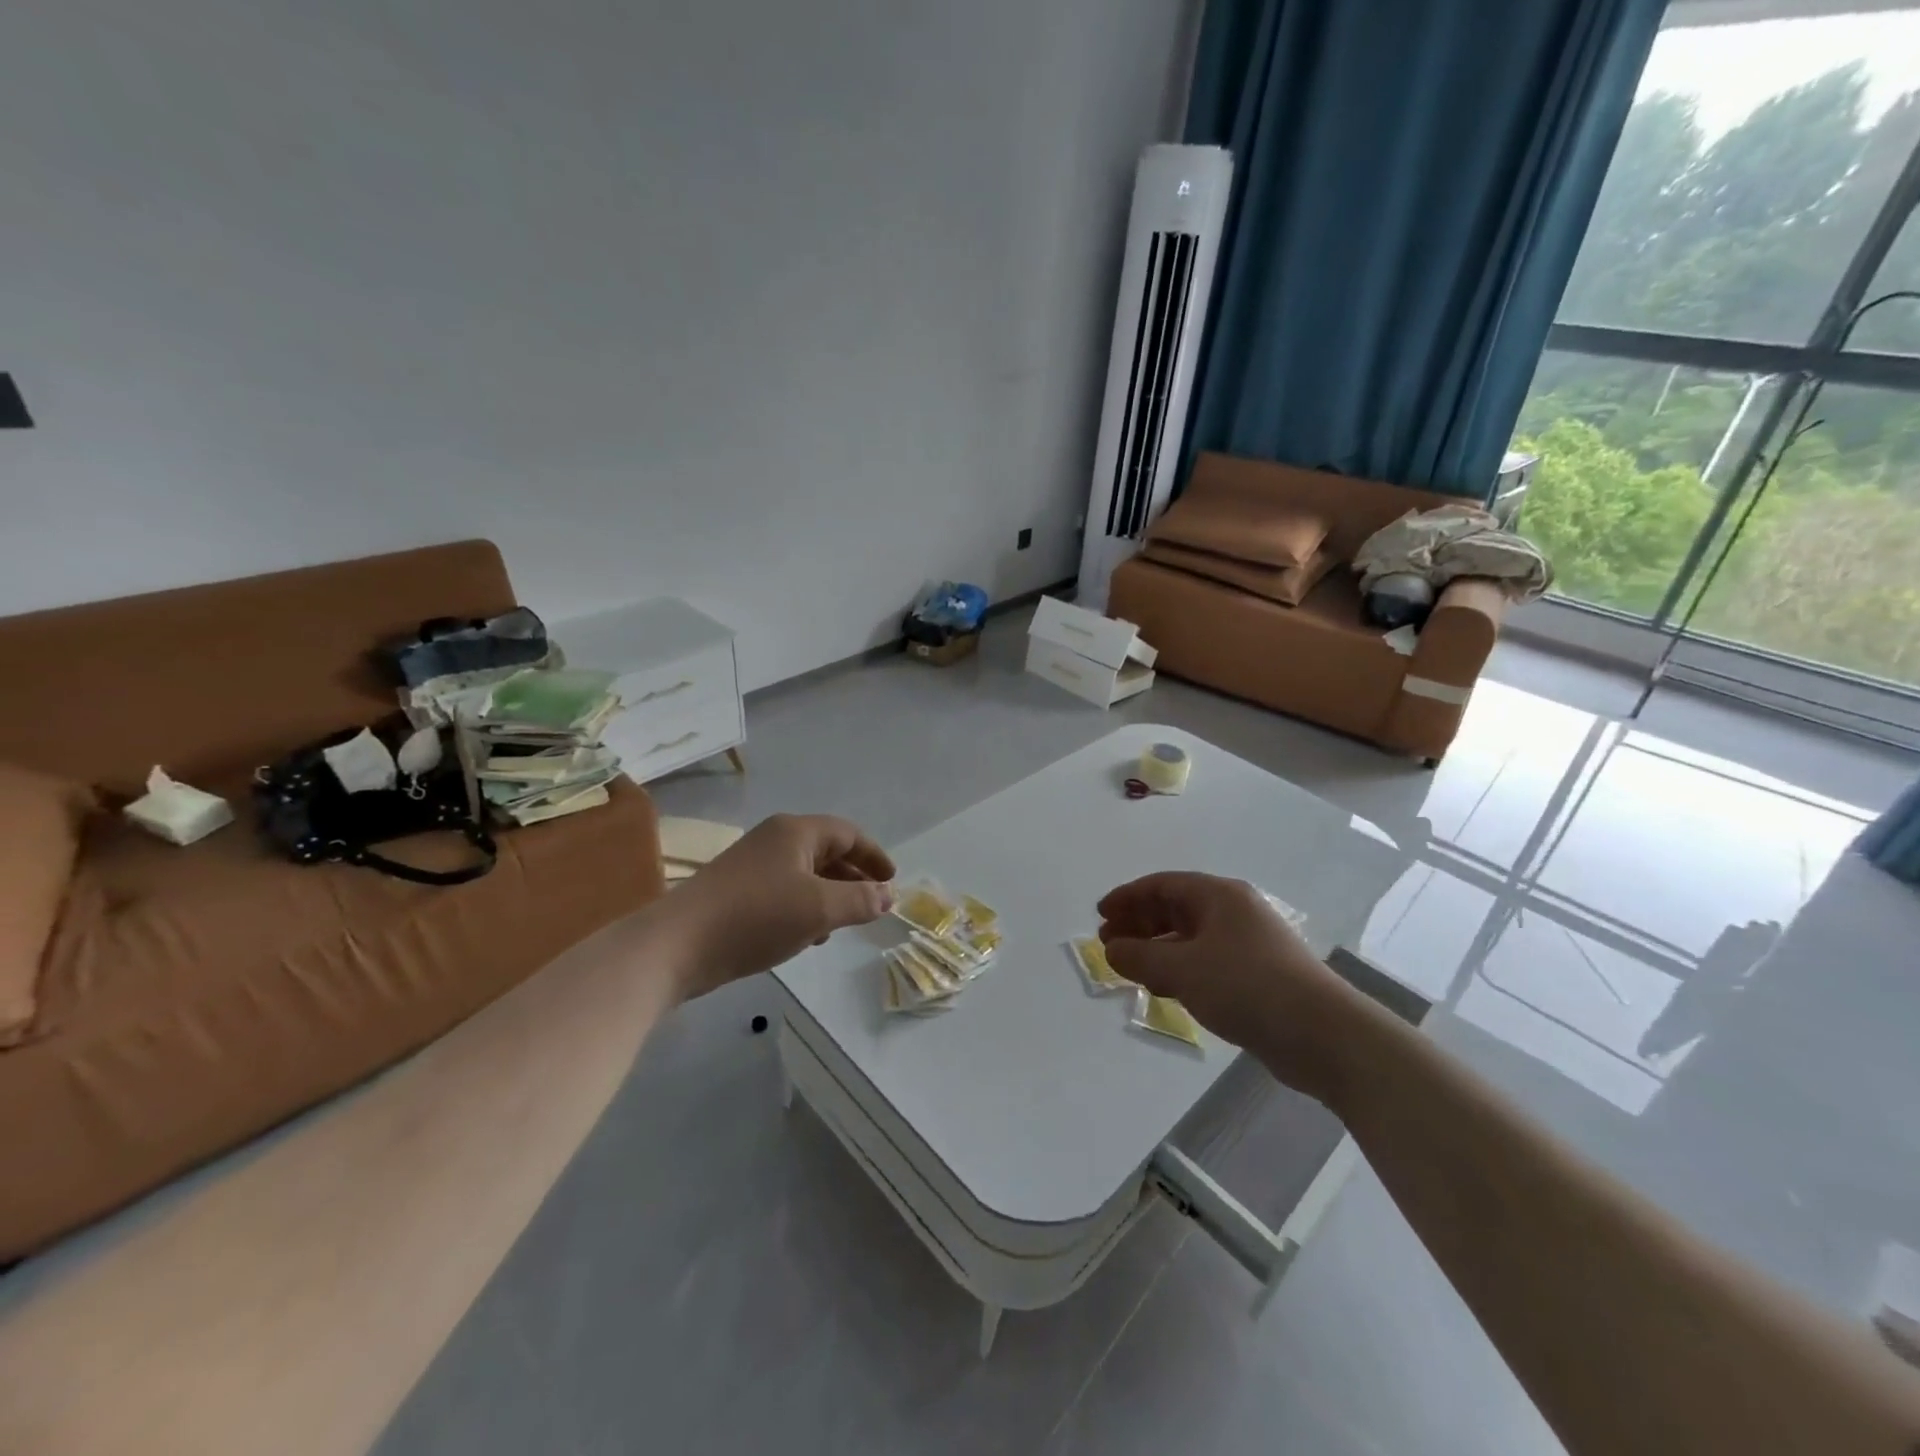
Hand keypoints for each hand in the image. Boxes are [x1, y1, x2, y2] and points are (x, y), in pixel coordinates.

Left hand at [664, 813, 895, 1000]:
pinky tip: (807, 936)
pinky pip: (784, 893)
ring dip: (829, 895)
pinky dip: (804, 908)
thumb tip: (888, 895)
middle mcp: (774, 840)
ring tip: (843, 924)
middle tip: (873, 905)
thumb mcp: (819, 908)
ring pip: (805, 875)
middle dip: (853, 878)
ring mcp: (752, 866)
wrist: (678, 944)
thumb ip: (860, 900)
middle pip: (826, 852)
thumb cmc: (757, 916)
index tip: (892, 881)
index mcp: (795, 832)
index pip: (847, 834)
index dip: (874, 856)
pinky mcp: (737, 893)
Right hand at [1098, 872, 1360, 1102]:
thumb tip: (1111, 948)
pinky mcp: (1255, 975)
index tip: (1100, 914)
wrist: (1323, 1035)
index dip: (1128, 897)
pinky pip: (1204, 961)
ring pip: (1189, 938)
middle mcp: (1233, 912)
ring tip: (1128, 967)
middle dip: (1139, 923)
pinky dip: (1178, 969)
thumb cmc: (1247, 986)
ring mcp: (1246, 944)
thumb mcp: (1183, 970)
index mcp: (1218, 896)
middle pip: (1175, 909)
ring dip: (1156, 949)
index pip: (1162, 885)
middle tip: (1108, 943)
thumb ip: (1140, 957)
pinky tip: (1162, 988)